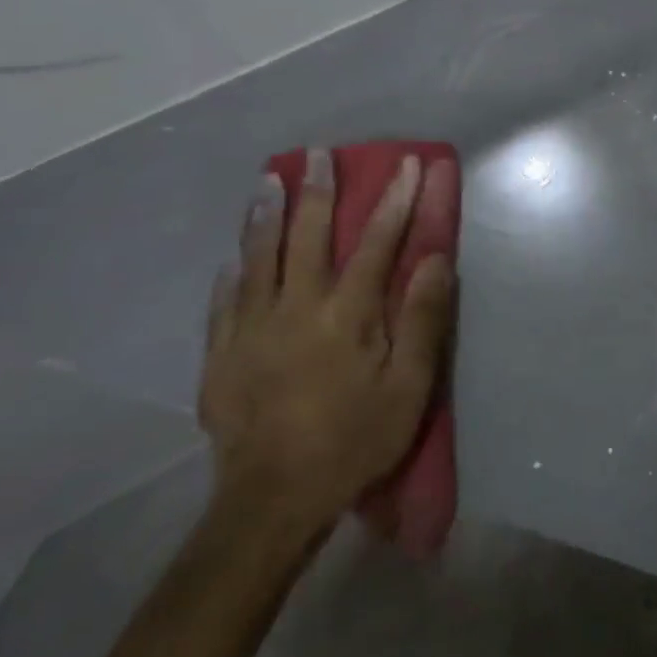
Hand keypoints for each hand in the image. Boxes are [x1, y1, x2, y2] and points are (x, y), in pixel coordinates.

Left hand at [200, 149, 454, 537]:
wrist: (272, 502)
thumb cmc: (355, 440)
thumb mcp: (408, 387)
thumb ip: (422, 319)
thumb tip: (436, 259)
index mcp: (347, 313)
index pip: (378, 242)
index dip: (396, 200)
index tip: (408, 164)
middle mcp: (296, 307)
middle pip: (308, 236)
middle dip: (319, 191)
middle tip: (319, 154)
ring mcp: (251, 329)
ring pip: (258, 257)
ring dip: (266, 214)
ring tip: (269, 180)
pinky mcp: (220, 356)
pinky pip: (224, 301)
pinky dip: (232, 272)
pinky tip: (233, 256)